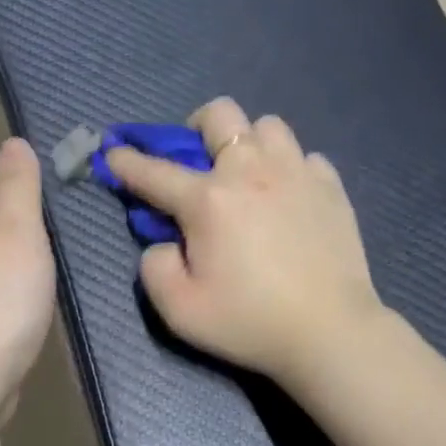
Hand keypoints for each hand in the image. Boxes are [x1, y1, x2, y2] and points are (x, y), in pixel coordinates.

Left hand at [0, 138, 55, 431]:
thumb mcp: (17, 228)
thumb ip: (17, 182)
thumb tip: (14, 142)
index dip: (30, 176)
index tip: (67, 193)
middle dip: (25, 213)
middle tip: (70, 228)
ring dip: (19, 248)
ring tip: (55, 261)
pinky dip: (8, 280)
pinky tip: (28, 296)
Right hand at [106, 98, 384, 387]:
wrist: (330, 331)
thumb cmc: (249, 322)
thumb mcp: (180, 310)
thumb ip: (155, 268)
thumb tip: (163, 243)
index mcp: (208, 200)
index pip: (155, 171)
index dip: (127, 160)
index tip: (114, 152)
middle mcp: (251, 171)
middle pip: (220, 114)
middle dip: (198, 128)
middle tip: (199, 162)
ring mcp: (296, 173)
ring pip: (268, 125)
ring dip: (249, 142)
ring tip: (249, 175)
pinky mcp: (331, 187)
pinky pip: (305, 156)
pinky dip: (290, 168)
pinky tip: (289, 196)